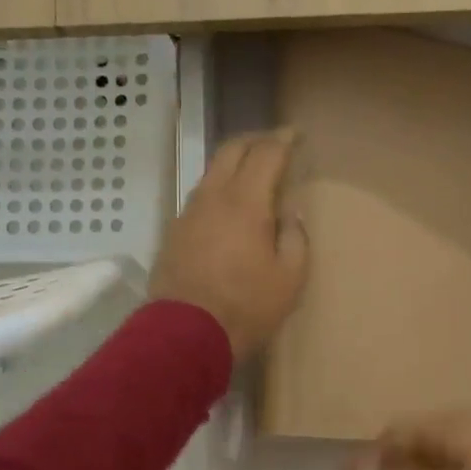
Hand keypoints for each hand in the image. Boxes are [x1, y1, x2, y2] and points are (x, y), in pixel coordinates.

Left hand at [149, 129, 308, 360]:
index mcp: (246, 203)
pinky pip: (200, 195)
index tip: (296, 134)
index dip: (284, 140)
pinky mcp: (174, 231)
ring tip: (253, 173)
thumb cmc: (246, 307)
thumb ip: (295, 238)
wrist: (184, 335)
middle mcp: (213, 197)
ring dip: (234, 163)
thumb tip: (290, 214)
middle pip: (232, 150)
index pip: (266, 154)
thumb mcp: (290, 278)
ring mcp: (188, 213)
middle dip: (256, 140)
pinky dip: (219, 187)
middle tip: (275, 144)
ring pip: (212, 171)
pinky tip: (228, 205)